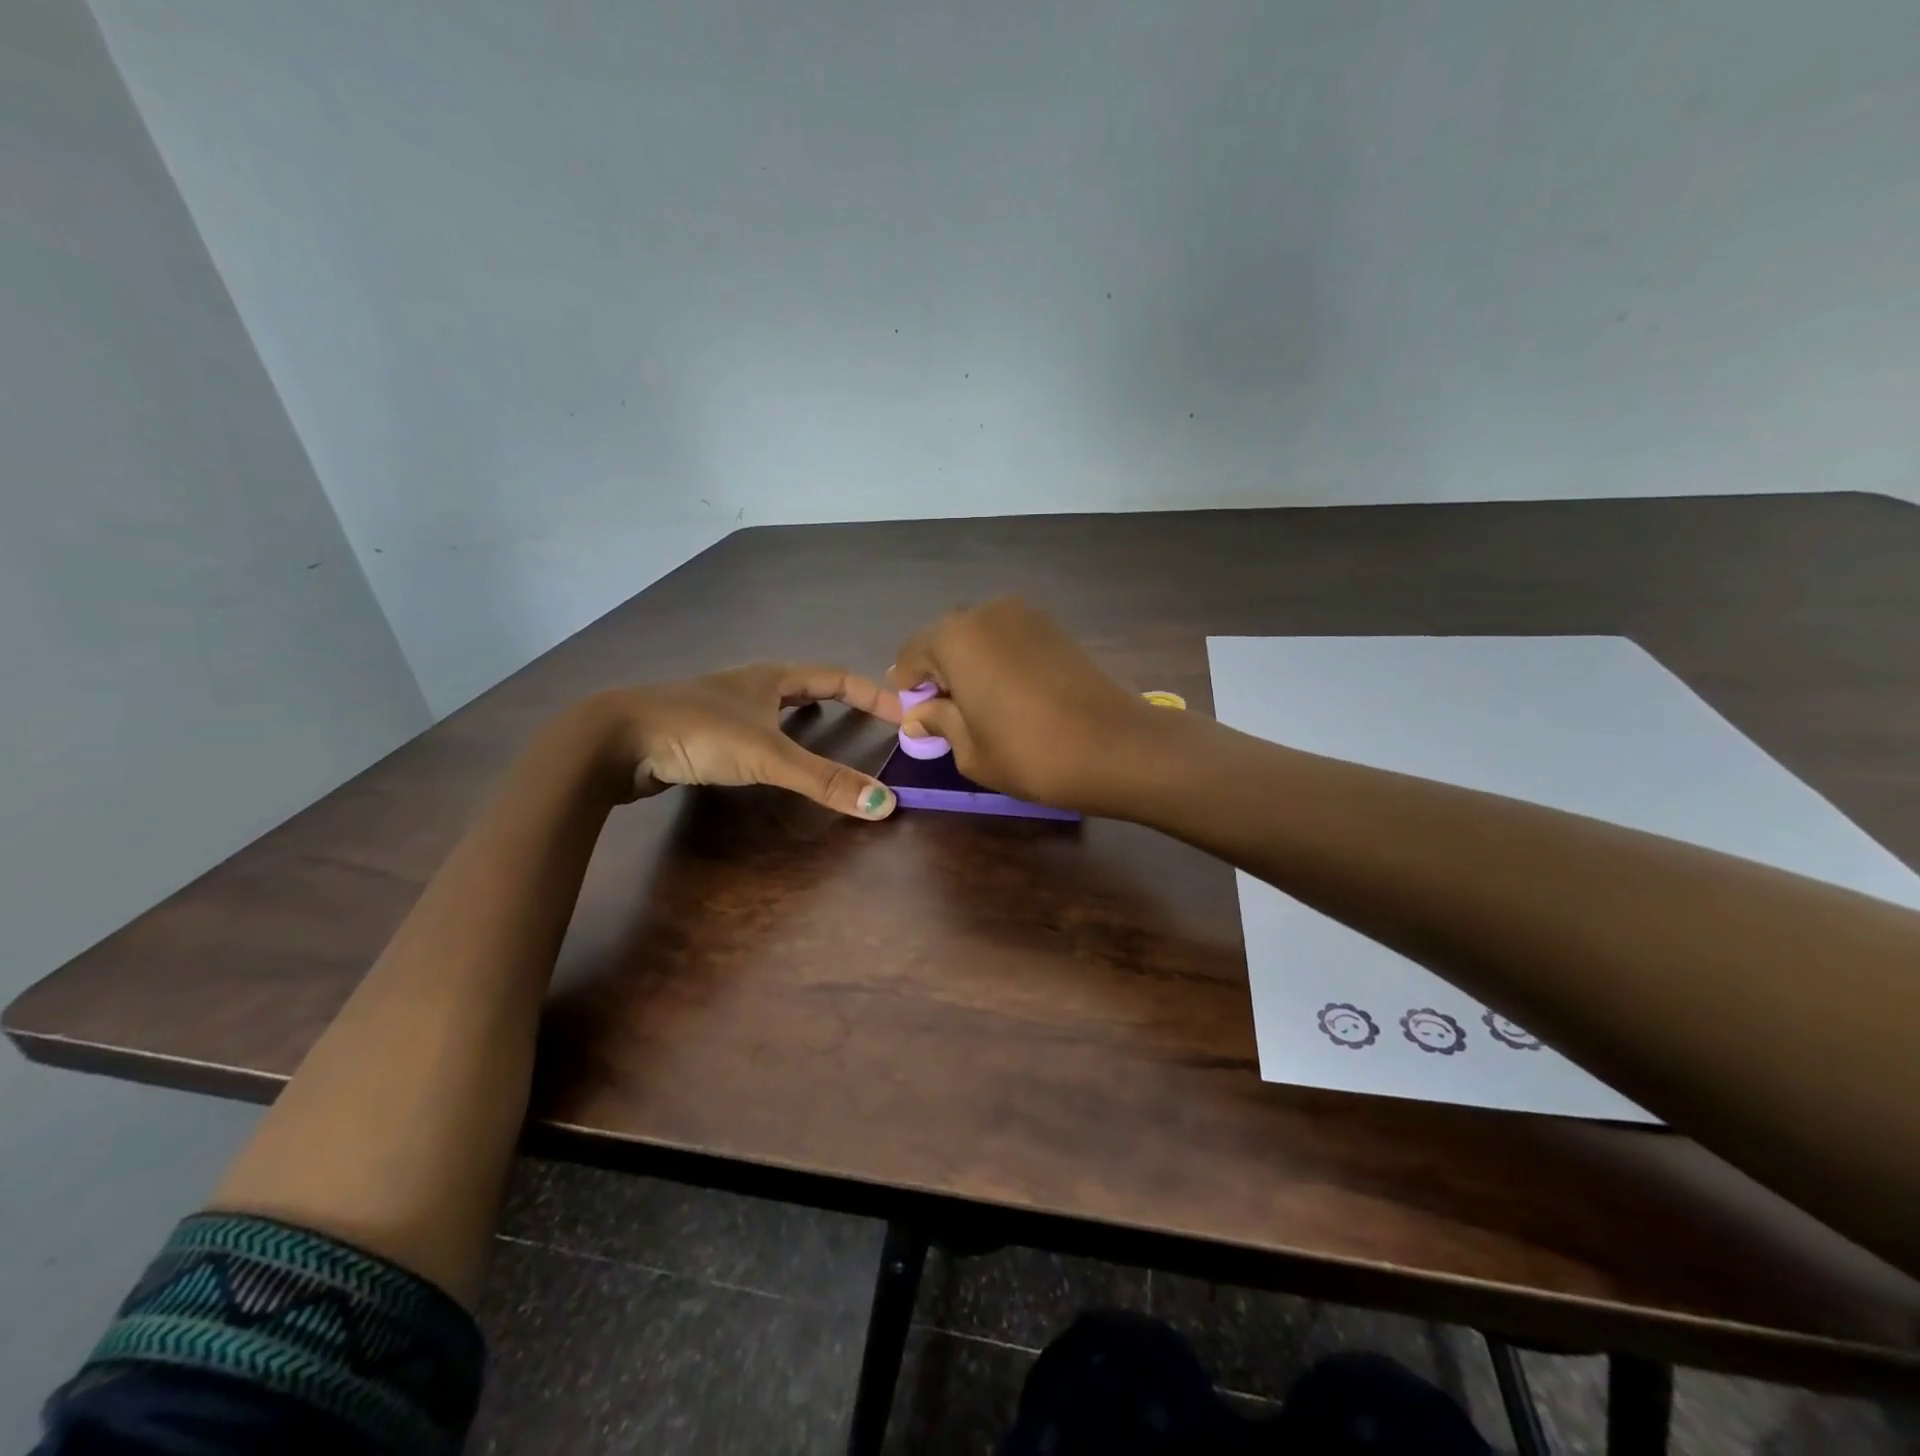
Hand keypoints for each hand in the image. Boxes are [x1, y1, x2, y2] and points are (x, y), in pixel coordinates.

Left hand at [590, 663, 902, 818]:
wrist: (615, 740)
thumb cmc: (699, 732)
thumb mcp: (768, 756)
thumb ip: (825, 780)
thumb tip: (885, 805)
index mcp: (772, 677)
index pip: (837, 677)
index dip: (873, 693)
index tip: (904, 710)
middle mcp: (750, 684)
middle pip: (808, 685)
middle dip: (843, 698)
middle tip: (873, 718)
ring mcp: (724, 706)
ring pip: (777, 706)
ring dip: (807, 715)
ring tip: (830, 730)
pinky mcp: (702, 731)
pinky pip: (755, 729)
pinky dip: (777, 737)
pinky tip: (772, 755)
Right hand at [889, 599, 1165, 813]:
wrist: (1117, 747)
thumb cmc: (1031, 754)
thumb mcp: (971, 750)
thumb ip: (939, 722)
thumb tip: (920, 714)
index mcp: (955, 638)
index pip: (911, 654)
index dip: (907, 687)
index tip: (915, 718)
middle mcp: (986, 613)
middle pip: (945, 638)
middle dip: (939, 672)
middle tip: (947, 713)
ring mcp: (1025, 615)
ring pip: (979, 635)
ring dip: (970, 663)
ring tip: (982, 706)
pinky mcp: (1054, 627)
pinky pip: (1009, 638)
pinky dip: (999, 659)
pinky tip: (1012, 695)